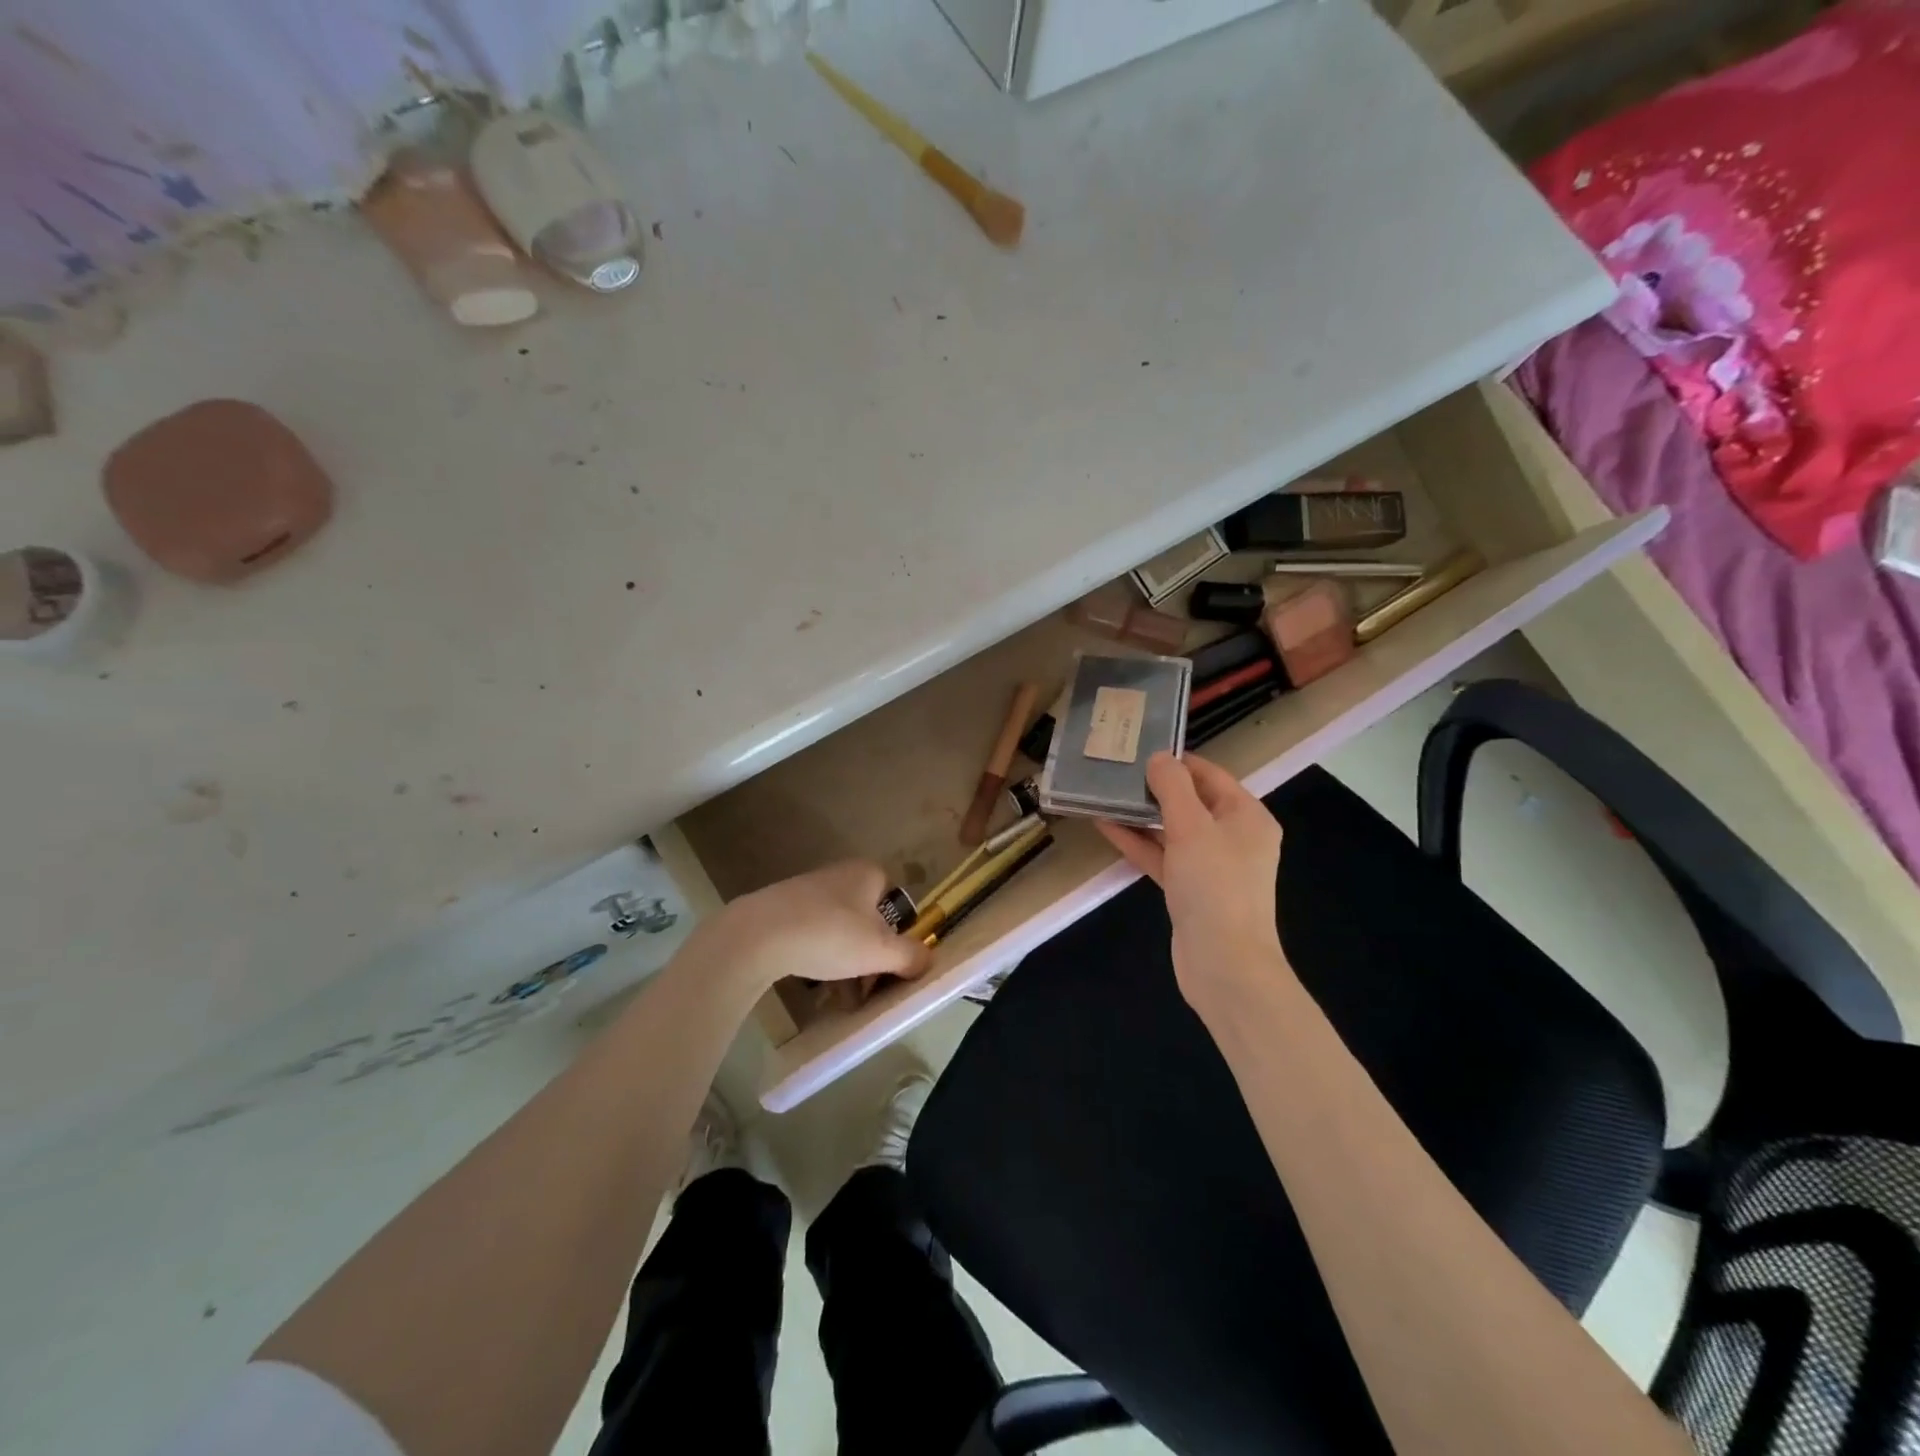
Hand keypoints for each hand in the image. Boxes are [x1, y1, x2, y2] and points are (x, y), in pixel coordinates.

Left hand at [689, 860, 931, 996]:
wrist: (757, 935)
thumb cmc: (830, 935)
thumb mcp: (881, 950)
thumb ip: (911, 955)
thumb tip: (927, 960)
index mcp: (867, 874)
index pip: (896, 902)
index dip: (899, 935)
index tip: (892, 964)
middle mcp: (840, 875)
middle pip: (868, 921)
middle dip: (871, 957)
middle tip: (868, 989)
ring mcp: (808, 891)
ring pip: (841, 932)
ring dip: (847, 964)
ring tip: (843, 998)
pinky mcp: (782, 910)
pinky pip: (813, 936)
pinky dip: (819, 959)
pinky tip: (816, 986)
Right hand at [1097, 753, 1288, 1012]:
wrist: (1224, 964)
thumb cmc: (1214, 886)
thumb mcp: (1192, 827)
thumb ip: (1173, 787)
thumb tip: (1159, 757)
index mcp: (1247, 816)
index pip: (1210, 775)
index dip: (1176, 761)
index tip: (1138, 749)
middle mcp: (1233, 837)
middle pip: (1190, 801)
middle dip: (1153, 787)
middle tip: (1115, 770)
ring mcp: (1211, 866)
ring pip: (1172, 830)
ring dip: (1140, 815)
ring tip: (1103, 793)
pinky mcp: (1190, 890)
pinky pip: (1163, 857)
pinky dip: (1138, 842)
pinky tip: (1106, 826)